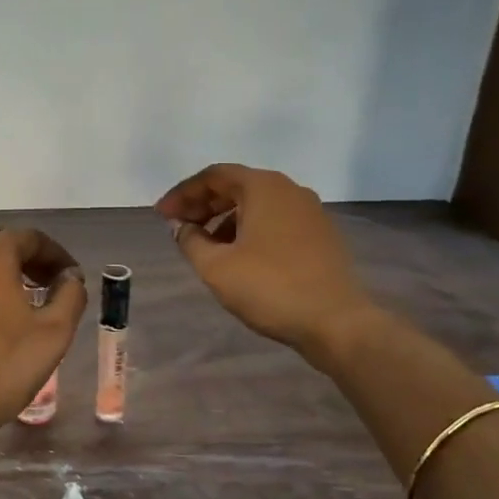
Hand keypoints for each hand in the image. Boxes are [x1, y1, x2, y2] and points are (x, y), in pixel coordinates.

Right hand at [156, 163, 373, 363]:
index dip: (182, 194)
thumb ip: (190, 240)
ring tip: (205, 247)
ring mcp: (310, 211)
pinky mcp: (321, 235)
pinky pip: (276, 220)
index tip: (161, 216)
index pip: (213, 176)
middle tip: (179, 228)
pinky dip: (250, 229)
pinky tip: (238, 257)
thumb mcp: (215, 266)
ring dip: (225, 219)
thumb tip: (181, 226)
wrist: (336, 322)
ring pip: (257, 204)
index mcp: (263, 187)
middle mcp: (289, 189)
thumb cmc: (269, 287)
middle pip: (236, 186)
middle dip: (203, 205)